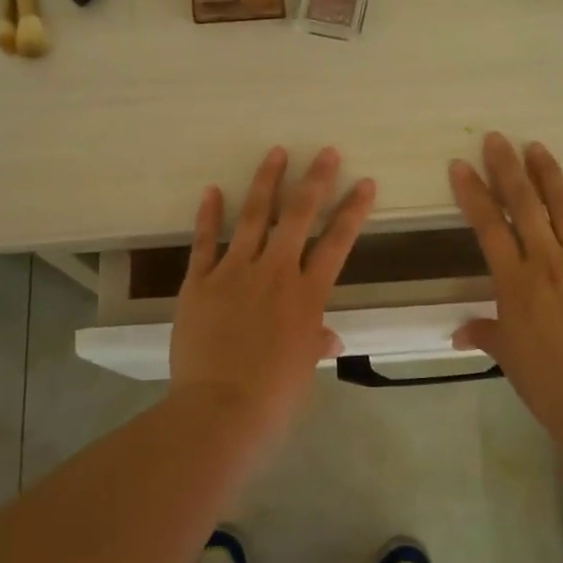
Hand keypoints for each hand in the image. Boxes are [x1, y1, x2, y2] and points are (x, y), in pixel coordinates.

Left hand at [170, 146, 376, 431]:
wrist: (220, 409)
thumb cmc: (274, 396)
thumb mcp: (305, 369)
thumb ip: (316, 342)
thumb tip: (329, 337)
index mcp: (307, 295)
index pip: (337, 243)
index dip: (353, 210)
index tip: (364, 182)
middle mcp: (274, 273)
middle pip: (298, 217)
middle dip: (315, 181)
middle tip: (326, 152)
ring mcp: (234, 273)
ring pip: (252, 218)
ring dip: (265, 182)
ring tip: (275, 152)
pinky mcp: (198, 283)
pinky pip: (203, 243)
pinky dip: (208, 216)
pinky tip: (212, 190)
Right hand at [449, 134, 562, 431]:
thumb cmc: (544, 379)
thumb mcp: (507, 354)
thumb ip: (485, 333)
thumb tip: (459, 333)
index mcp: (513, 281)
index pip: (488, 226)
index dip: (472, 193)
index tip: (461, 165)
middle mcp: (546, 261)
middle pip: (524, 205)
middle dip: (507, 168)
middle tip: (497, 139)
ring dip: (548, 174)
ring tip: (536, 147)